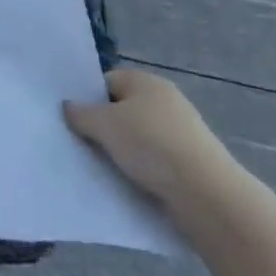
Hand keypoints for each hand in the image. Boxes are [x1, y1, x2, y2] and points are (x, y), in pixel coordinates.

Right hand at [64, 68, 246, 238]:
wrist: (207, 194)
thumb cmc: (151, 146)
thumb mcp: (105, 125)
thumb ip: (81, 114)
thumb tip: (67, 106)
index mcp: (145, 80)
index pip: (107, 82)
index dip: (89, 100)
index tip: (76, 123)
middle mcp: (165, 99)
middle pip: (124, 109)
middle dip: (106, 128)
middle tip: (86, 147)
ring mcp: (182, 130)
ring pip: (140, 137)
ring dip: (125, 152)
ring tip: (107, 169)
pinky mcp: (192, 161)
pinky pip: (157, 160)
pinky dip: (145, 170)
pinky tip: (134, 184)